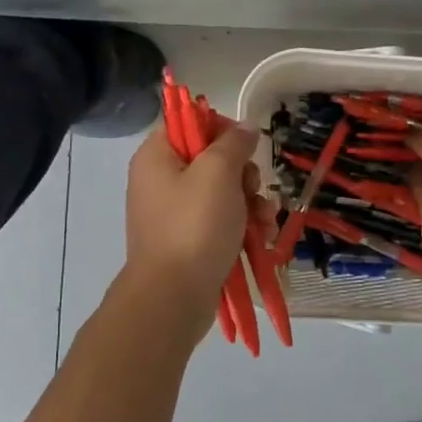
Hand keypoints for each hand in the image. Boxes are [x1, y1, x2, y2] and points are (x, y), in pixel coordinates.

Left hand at [125, 123, 273, 313]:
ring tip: (265, 220)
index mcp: (156, 157)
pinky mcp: (190, 241)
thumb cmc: (194, 226)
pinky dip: (243, 226)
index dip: (221, 129)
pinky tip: (262, 236)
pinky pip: (221, 222)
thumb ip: (233, 143)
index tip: (245, 145)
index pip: (188, 124)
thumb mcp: (218, 173)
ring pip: (223, 193)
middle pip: (211, 160)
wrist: (174, 297)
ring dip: (251, 203)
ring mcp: (175, 214)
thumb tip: (244, 127)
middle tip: (251, 189)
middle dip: (243, 174)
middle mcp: (161, 181)